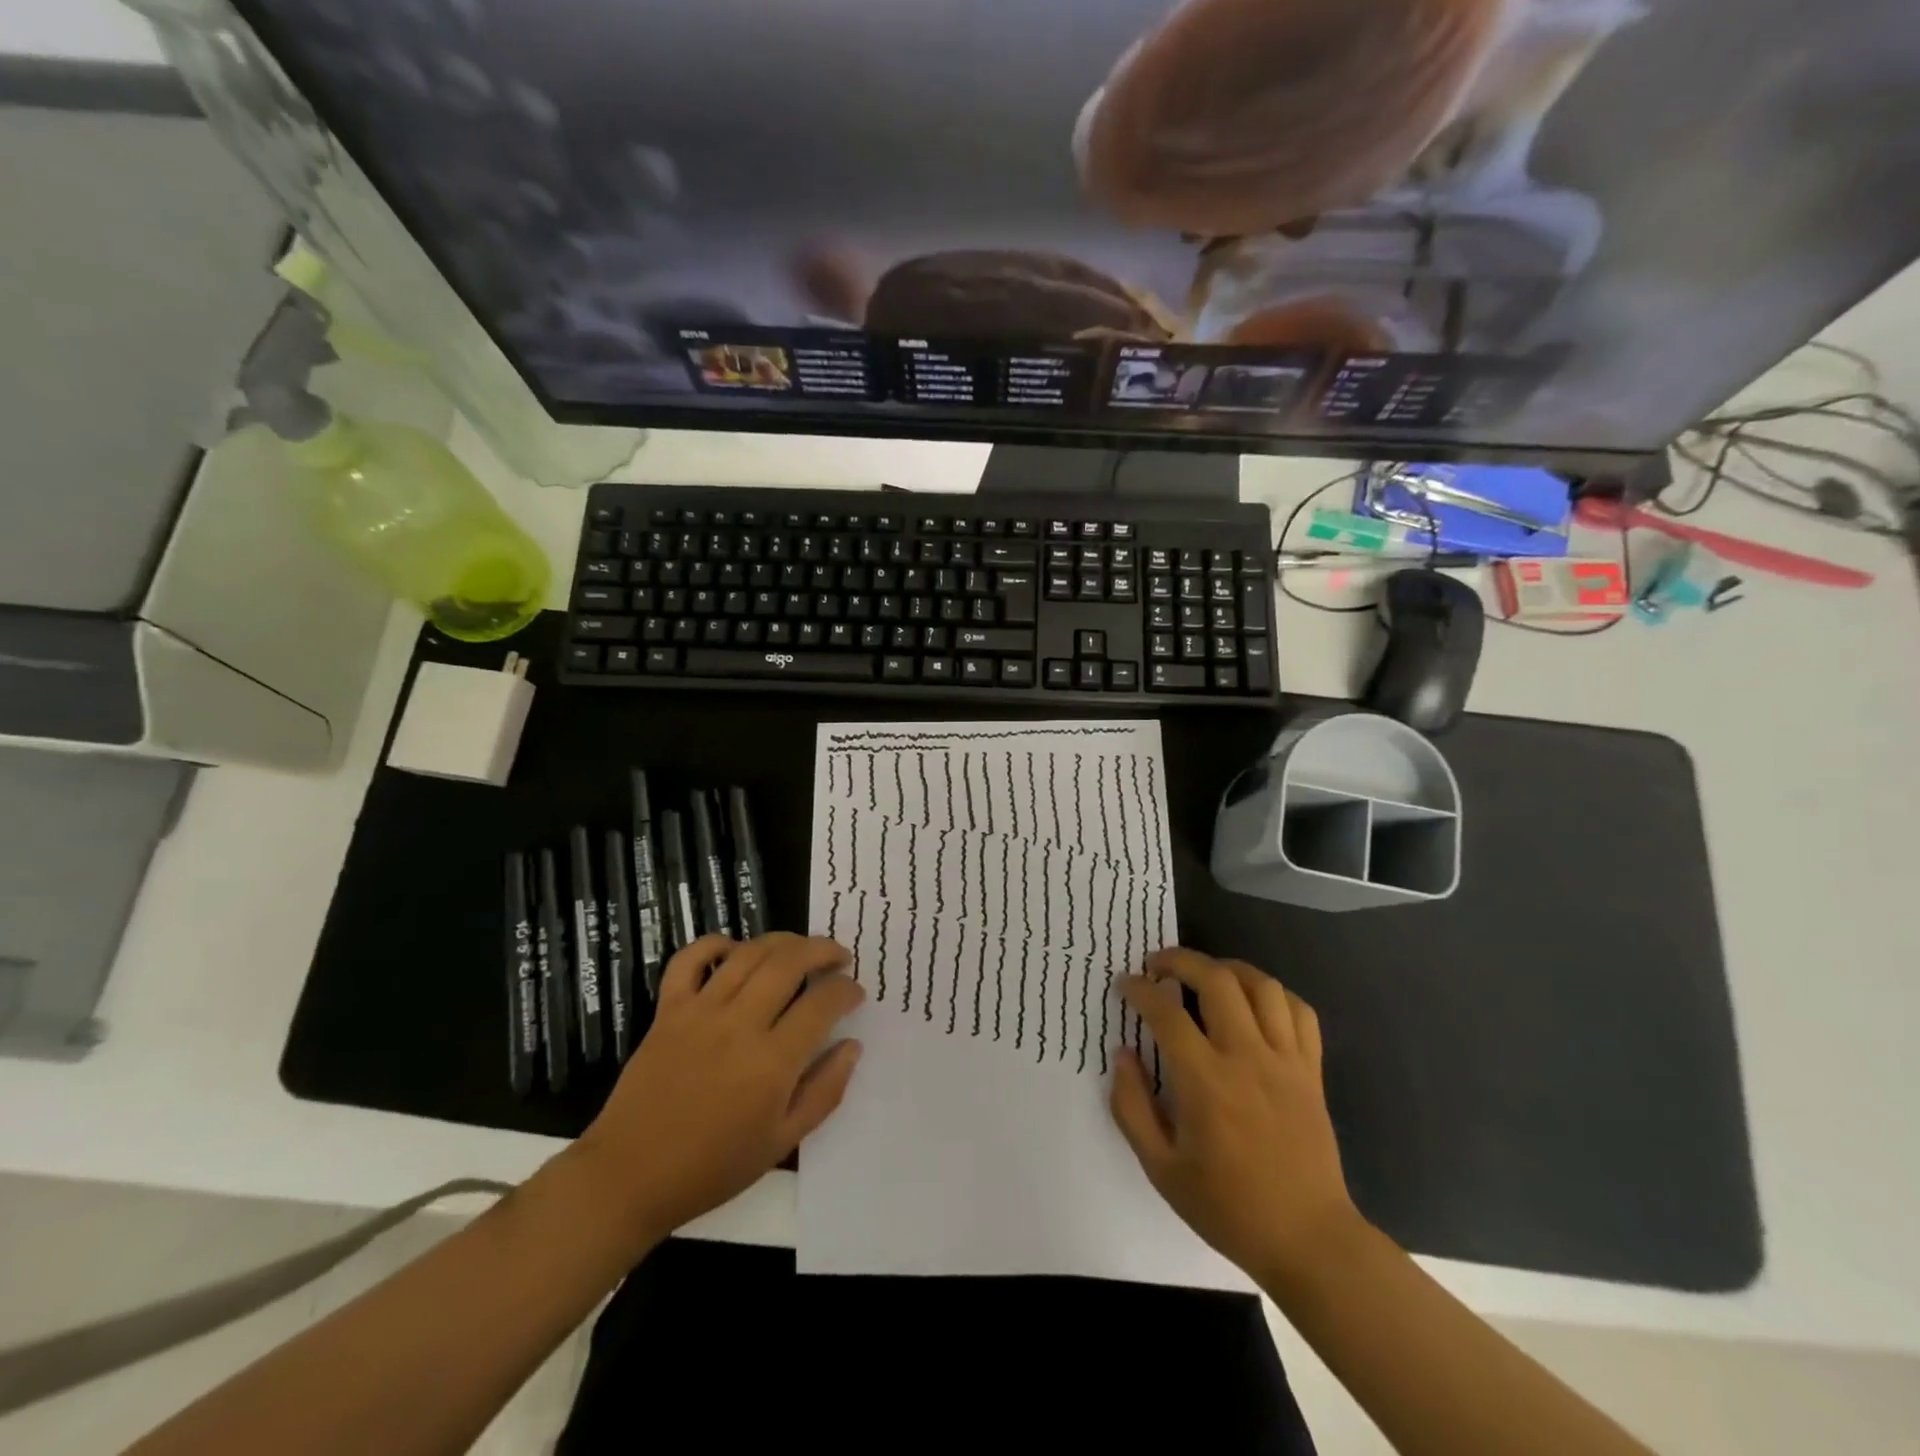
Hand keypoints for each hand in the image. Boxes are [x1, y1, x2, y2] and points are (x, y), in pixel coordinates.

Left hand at [572, 933, 863, 1244]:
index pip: (823, 1003)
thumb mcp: (781, 1142)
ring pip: (749, 952)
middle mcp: (739, 1024)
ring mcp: (700, 1011)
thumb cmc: (712, 1167)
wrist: (630, 1177)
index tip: (855, 993)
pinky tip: (735, 949)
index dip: (847, 990)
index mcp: (772, 1062)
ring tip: (800, 948)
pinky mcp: (668, 1010)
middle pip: (790, 962)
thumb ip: (824, 1091)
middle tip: (839, 957)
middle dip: (823, 950)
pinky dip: (715, 944)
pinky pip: (690, 959)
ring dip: (783, 941)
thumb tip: (852, 1046)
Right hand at [1110, 947, 1360, 1285]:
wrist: (1308, 1240)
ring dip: (1227, 968)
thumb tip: (1124, 1055)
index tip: (1126, 985)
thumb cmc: (1228, 1207)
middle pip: (1216, 980)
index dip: (1140, 989)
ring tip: (1206, 974)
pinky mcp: (1311, 1071)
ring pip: (1261, 986)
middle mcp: (1247, 1058)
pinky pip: (1299, 1012)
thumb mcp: (1161, 1169)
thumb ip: (1132, 1107)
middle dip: (1181, 960)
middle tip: (1159, 965)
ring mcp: (1286, 1061)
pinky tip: (1253, 1001)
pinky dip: (1273, 994)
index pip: (1166, 1013)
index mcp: (1205, 1082)